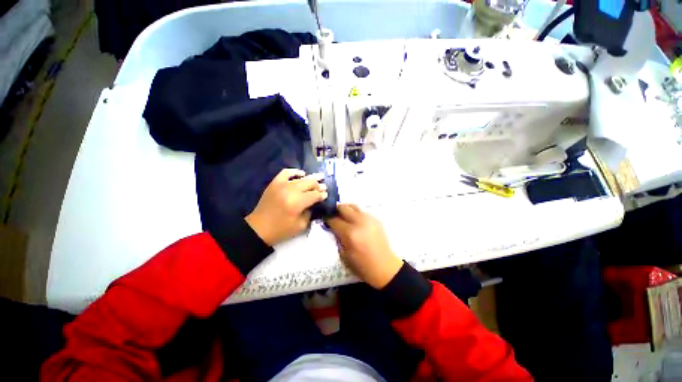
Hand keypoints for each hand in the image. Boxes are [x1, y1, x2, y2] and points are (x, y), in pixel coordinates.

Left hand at [246, 169, 327, 246]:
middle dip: (318, 186)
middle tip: (323, 188)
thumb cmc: (281, 230)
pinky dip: (295, 171)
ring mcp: (281, 185)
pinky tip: (301, 174)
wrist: (259, 228)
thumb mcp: (301, 226)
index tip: (326, 196)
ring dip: (311, 179)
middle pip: (310, 183)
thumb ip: (310, 212)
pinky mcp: (275, 183)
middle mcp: (290, 191)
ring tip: (318, 179)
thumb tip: (314, 202)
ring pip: (301, 178)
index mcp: (297, 203)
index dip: (322, 195)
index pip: (315, 195)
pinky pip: (286, 172)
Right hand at [327, 204, 402, 288]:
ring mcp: (369, 219)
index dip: (328, 219)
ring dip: (347, 210)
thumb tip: (333, 228)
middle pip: (343, 207)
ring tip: (345, 217)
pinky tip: (356, 222)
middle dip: (336, 210)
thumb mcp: (344, 255)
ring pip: (353, 206)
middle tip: (334, 215)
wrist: (385, 267)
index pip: (334, 220)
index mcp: (350, 233)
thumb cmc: (362, 266)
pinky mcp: (376, 219)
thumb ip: (338, 238)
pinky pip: (362, 211)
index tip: (325, 219)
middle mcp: (359, 222)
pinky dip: (356, 214)